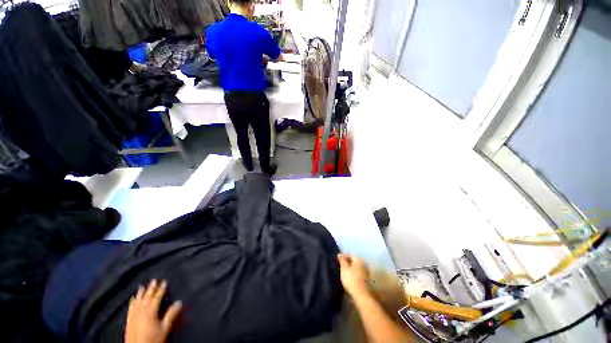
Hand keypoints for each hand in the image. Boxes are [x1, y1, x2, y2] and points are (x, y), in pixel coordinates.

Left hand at [125, 279, 181, 342]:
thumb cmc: (153, 339)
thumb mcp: (164, 328)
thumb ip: (171, 315)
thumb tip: (179, 302)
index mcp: (150, 312)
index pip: (157, 298)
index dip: (161, 290)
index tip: (165, 282)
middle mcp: (141, 312)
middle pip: (146, 298)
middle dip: (151, 289)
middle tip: (154, 280)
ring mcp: (133, 316)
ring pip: (137, 302)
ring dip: (140, 294)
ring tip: (142, 287)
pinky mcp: (128, 321)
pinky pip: (130, 308)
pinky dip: (132, 302)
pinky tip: (132, 300)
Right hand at [337, 254, 370, 297]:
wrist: (361, 295)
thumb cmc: (351, 279)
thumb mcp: (344, 268)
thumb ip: (342, 260)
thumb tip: (340, 254)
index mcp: (359, 260)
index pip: (350, 254)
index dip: (343, 256)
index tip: (337, 259)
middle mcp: (364, 264)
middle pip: (354, 261)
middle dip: (347, 262)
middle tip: (340, 265)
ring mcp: (366, 273)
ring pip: (356, 267)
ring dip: (350, 268)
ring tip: (343, 272)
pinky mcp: (366, 281)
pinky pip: (357, 273)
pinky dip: (353, 274)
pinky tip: (348, 278)